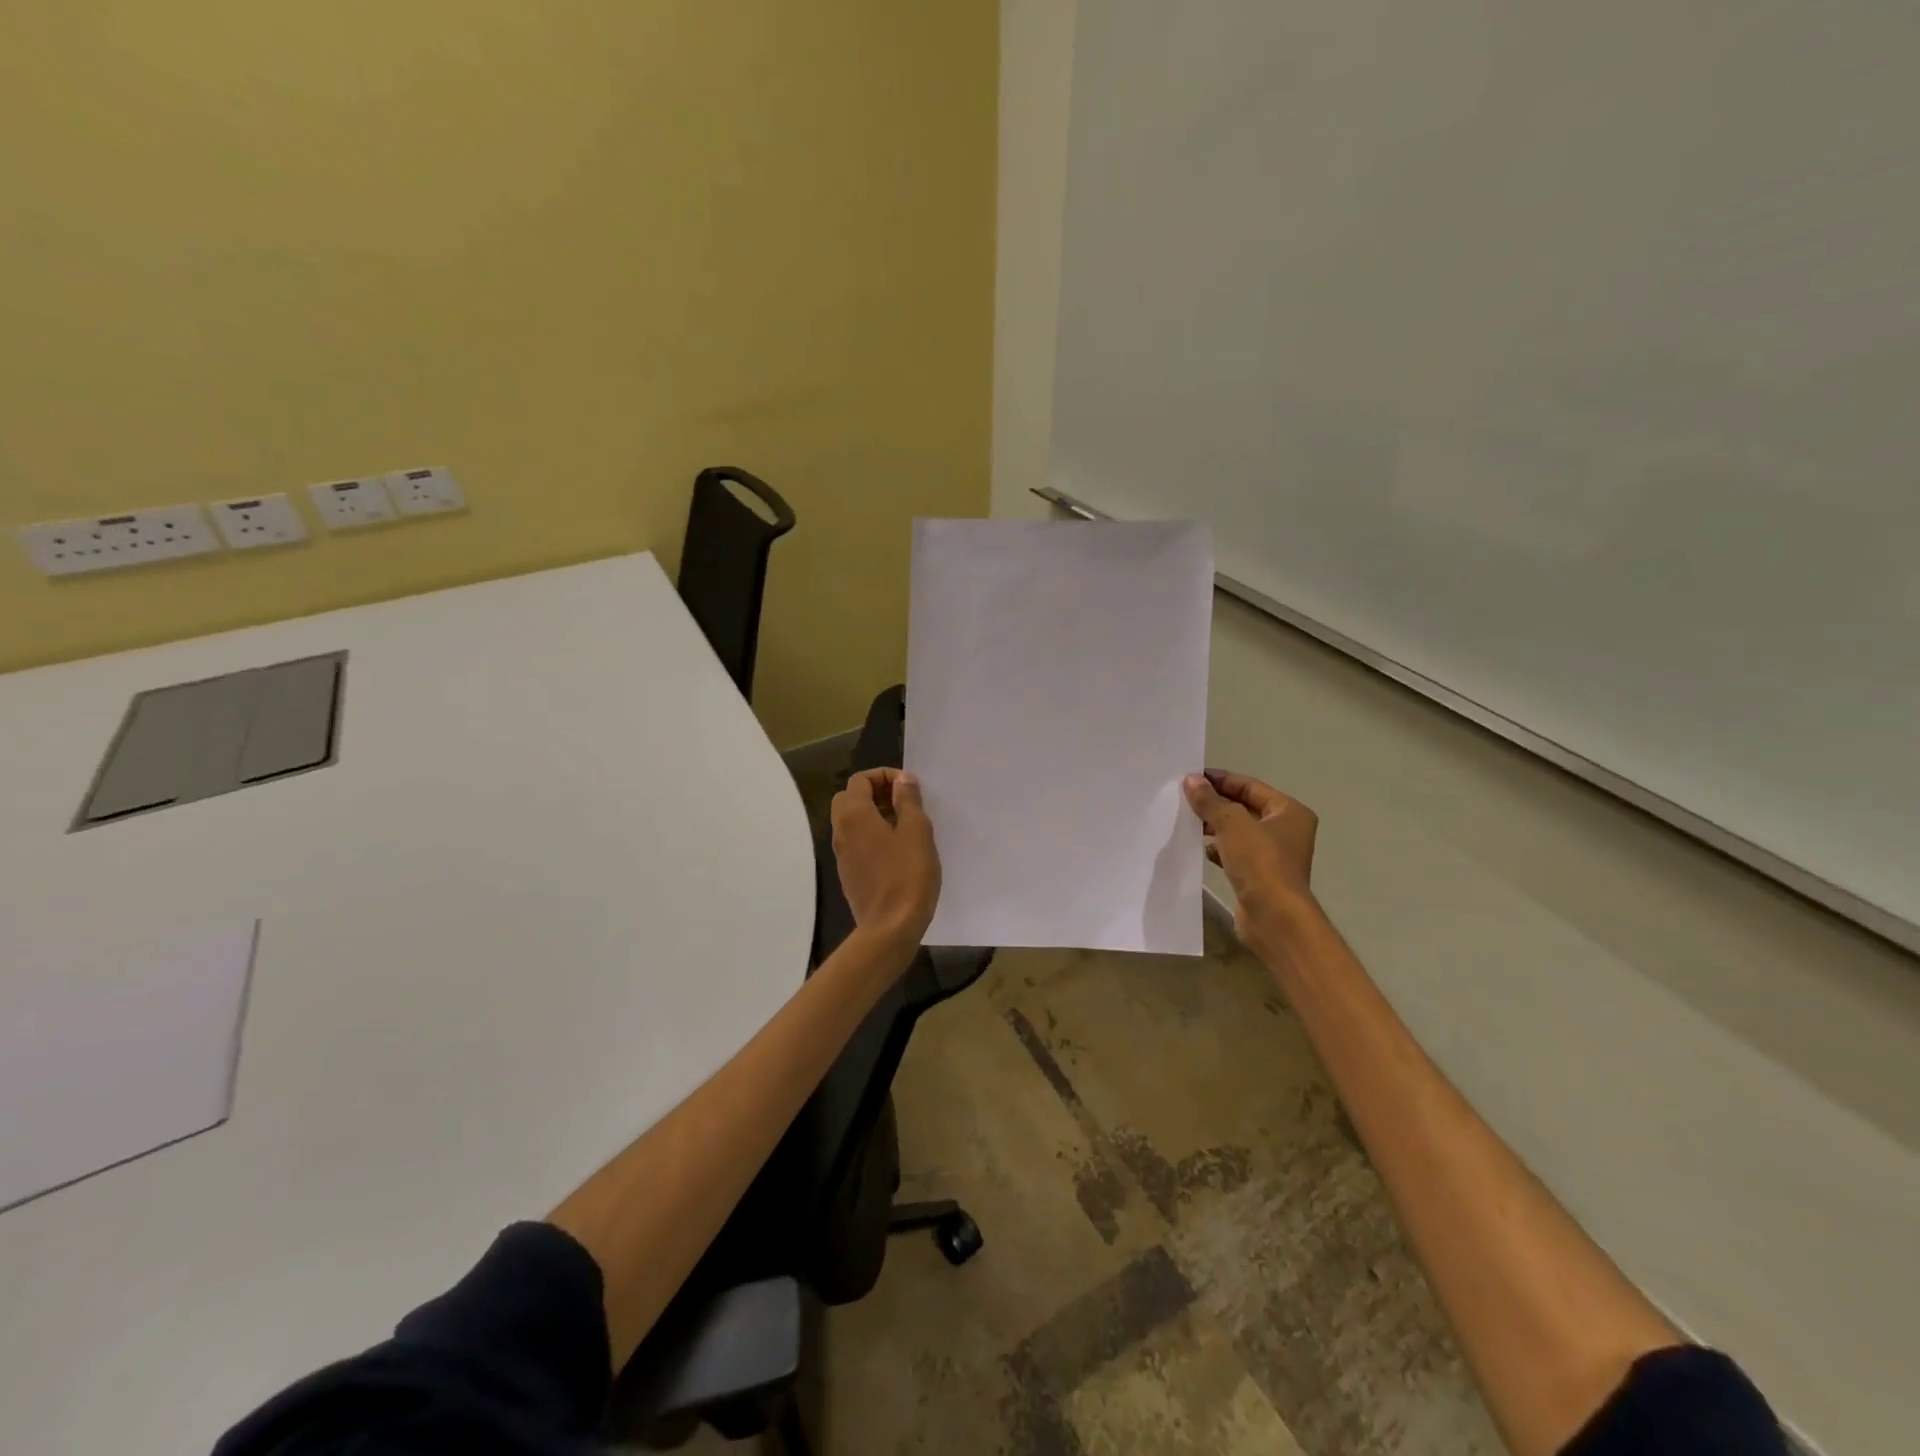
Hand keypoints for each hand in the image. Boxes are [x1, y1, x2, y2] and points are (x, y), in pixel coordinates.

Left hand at [830, 768, 941, 956]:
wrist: (890, 927)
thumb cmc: (907, 875)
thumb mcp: (917, 831)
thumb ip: (908, 800)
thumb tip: (902, 779)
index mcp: (854, 815)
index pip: (860, 780)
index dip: (884, 776)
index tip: (909, 787)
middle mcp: (841, 830)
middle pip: (850, 798)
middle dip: (875, 792)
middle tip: (903, 801)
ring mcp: (841, 854)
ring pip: (851, 821)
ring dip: (873, 813)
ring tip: (904, 824)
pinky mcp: (848, 873)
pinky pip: (855, 841)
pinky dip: (871, 834)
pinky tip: (896, 849)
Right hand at [1183, 770, 1319, 950]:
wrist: (1274, 917)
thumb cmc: (1260, 863)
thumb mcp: (1232, 824)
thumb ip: (1210, 800)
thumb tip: (1191, 780)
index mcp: (1289, 811)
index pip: (1250, 786)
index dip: (1220, 780)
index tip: (1191, 778)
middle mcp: (1285, 830)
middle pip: (1244, 807)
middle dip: (1215, 803)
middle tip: (1184, 799)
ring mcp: (1274, 855)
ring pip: (1238, 831)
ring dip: (1215, 826)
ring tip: (1188, 822)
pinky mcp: (1260, 876)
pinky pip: (1235, 854)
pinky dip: (1219, 849)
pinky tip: (1202, 850)